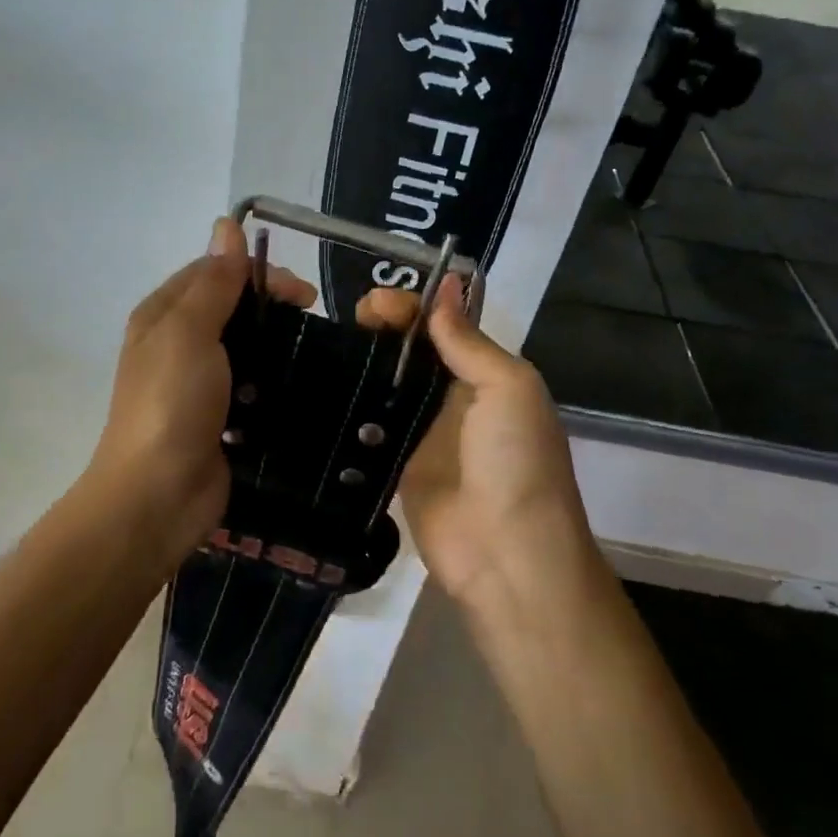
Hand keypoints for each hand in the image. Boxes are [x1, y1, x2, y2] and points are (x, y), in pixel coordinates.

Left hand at [82, 217, 314, 565]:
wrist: (158, 495)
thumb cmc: (171, 403)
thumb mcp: (189, 332)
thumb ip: (213, 283)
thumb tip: (227, 224)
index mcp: (163, 316)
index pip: (214, 272)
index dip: (257, 272)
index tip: (303, 293)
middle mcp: (177, 344)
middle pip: (231, 308)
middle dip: (271, 308)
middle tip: (314, 320)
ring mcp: (198, 385)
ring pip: (245, 348)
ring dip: (276, 345)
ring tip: (315, 354)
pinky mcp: (220, 418)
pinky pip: (252, 387)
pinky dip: (274, 382)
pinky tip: (302, 386)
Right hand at [360, 284, 592, 606]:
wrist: (505, 554)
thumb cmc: (516, 461)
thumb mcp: (508, 388)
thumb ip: (468, 341)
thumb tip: (448, 282)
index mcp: (486, 374)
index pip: (443, 326)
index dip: (412, 308)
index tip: (376, 304)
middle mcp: (452, 398)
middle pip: (410, 351)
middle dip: (382, 328)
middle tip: (352, 321)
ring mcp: (420, 433)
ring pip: (386, 384)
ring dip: (362, 361)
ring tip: (329, 346)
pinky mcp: (393, 465)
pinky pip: (369, 426)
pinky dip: (350, 404)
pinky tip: (322, 384)